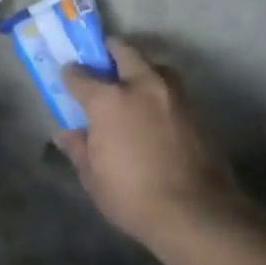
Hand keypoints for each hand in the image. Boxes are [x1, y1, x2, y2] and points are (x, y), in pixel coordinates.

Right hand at [57, 39, 254, 245]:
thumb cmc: (131, 195)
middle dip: (111, 51)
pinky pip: (173, 89)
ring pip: (155, 66)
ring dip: (142, 68)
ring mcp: (174, 96)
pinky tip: (155, 111)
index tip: (68, 77)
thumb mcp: (93, 176)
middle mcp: (142, 86)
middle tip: (102, 62)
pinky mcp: (197, 111)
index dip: (71, 75)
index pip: (81, 76)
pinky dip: (160, 92)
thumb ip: (80, 148)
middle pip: (125, 52)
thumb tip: (68, 134)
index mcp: (109, 100)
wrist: (195, 212)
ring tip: (133, 85)